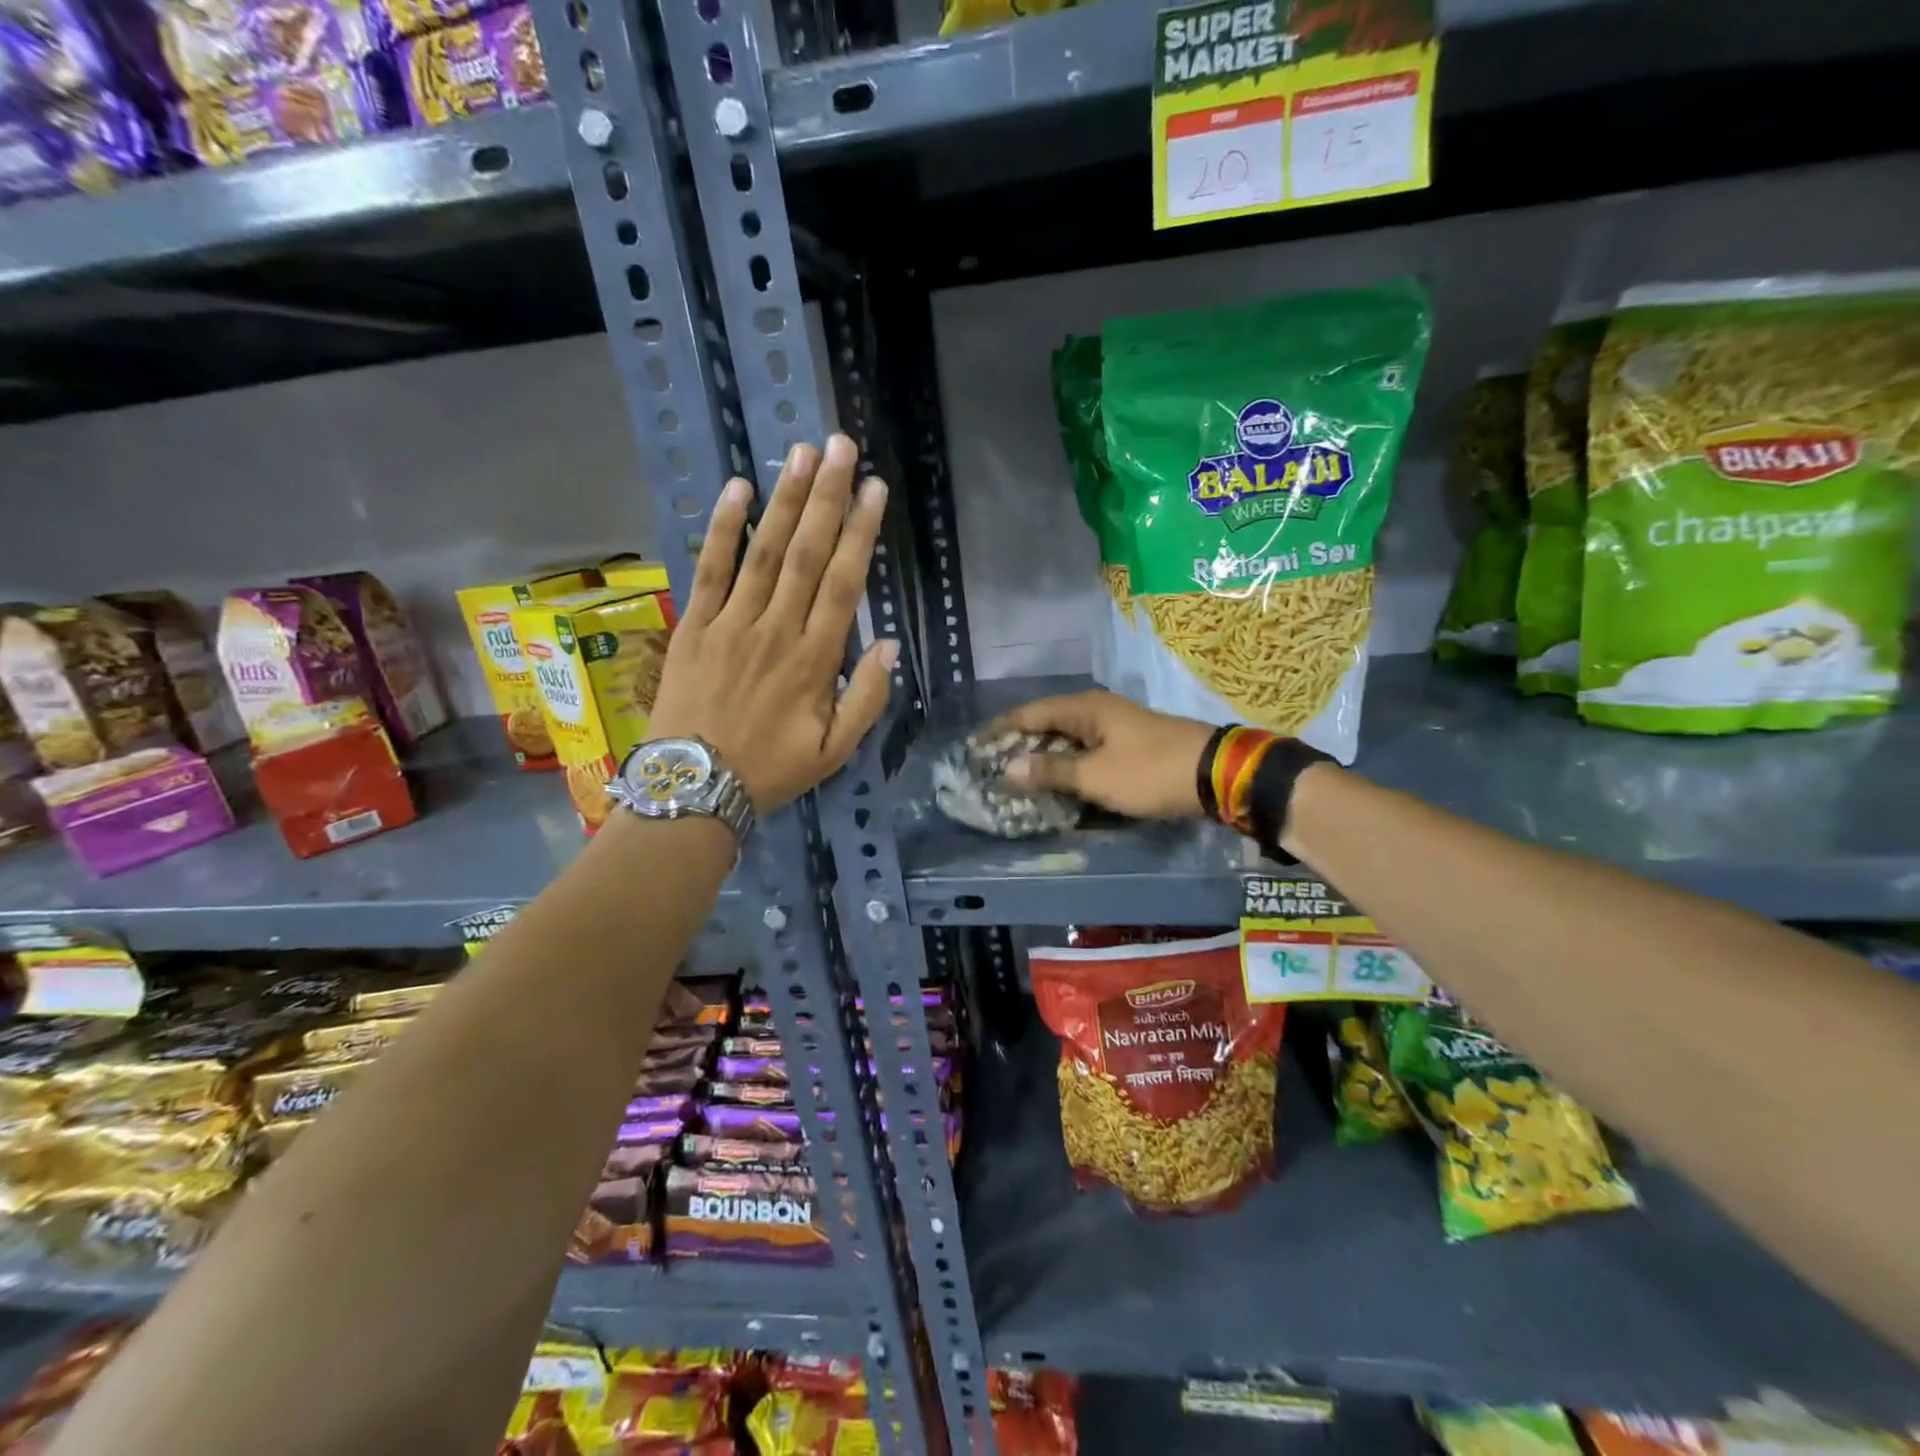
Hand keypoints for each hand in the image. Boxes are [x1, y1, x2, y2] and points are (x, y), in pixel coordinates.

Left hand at [647, 435, 896, 812]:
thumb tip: (891, 645)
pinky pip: (711, 569)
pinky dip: (722, 529)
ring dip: (784, 501)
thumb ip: (867, 698)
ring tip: (801, 454)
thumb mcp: (834, 751)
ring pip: (763, 552)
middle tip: (840, 447)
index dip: (860, 532)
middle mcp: (776, 630)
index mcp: (814, 660)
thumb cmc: (771, 770)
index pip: (843, 584)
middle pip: (806, 553)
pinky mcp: (695, 625)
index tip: (873, 489)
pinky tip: (737, 490)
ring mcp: (731, 624)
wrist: (694, 788)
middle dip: (826, 497)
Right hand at [997, 691, 1215, 819]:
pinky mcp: (1129, 745)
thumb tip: (1008, 766)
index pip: (1029, 713)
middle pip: (1046, 723)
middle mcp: (1097, 710)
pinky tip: (1058, 781)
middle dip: (1019, 744)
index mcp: (1084, 708)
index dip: (1000, 729)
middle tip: (992, 766)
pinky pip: (1086, 751)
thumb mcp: (1095, 776)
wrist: (1216, 774)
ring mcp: (1115, 726)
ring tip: (1017, 777)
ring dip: (1043, 756)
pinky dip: (1067, 764)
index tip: (974, 746)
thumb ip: (1051, 771)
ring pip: (1067, 739)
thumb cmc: (1150, 772)